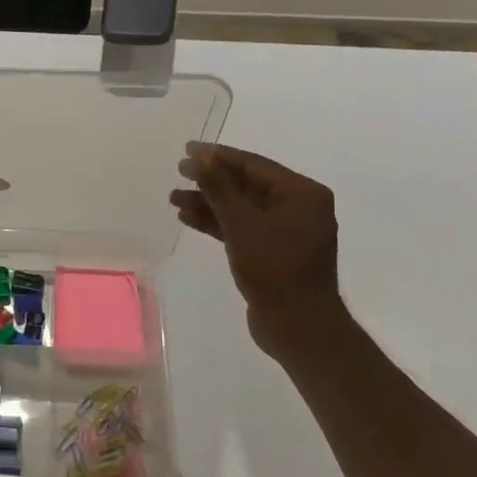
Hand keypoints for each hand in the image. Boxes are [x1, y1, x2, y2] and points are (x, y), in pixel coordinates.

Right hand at [170, 142, 345, 359]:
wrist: (297, 326)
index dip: (218, 156)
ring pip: (241, 208)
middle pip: (247, 185)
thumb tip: (200, 155)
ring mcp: (286, 231)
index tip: (187, 150)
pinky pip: (242, 228)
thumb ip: (219, 187)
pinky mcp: (273, 252)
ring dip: (209, 203)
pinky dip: (217, 223)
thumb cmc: (274, 269)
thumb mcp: (242, 223)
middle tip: (178, 173)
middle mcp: (298, 207)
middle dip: (210, 181)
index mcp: (302, 193)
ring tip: (174, 199)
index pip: (254, 164)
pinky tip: (188, 218)